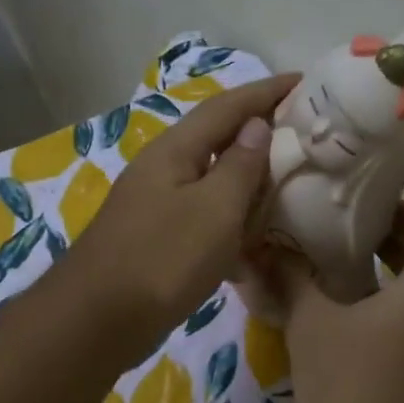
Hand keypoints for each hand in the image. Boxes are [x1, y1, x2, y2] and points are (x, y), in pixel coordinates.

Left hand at [57, 73, 298, 364]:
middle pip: (217, 140)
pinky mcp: (157, 241)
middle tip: (305, 135)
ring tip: (289, 185)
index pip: (227, 107)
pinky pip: (203, 220)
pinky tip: (254, 247)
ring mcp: (156, 206)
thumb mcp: (213, 209)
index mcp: (175, 151)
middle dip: (260, 133)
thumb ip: (239, 166)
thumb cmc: (162, 258)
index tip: (306, 81)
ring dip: (248, 182)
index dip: (267, 92)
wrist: (98, 321)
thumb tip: (255, 126)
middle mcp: (163, 170)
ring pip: (212, 182)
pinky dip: (231, 225)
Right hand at [249, 159, 403, 402]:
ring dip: (387, 245)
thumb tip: (259, 244)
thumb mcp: (315, 327)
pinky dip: (381, 279)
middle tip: (344, 189)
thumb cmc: (361, 392)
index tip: (386, 160)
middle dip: (396, 207)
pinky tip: (333, 282)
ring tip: (332, 227)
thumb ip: (290, 279)